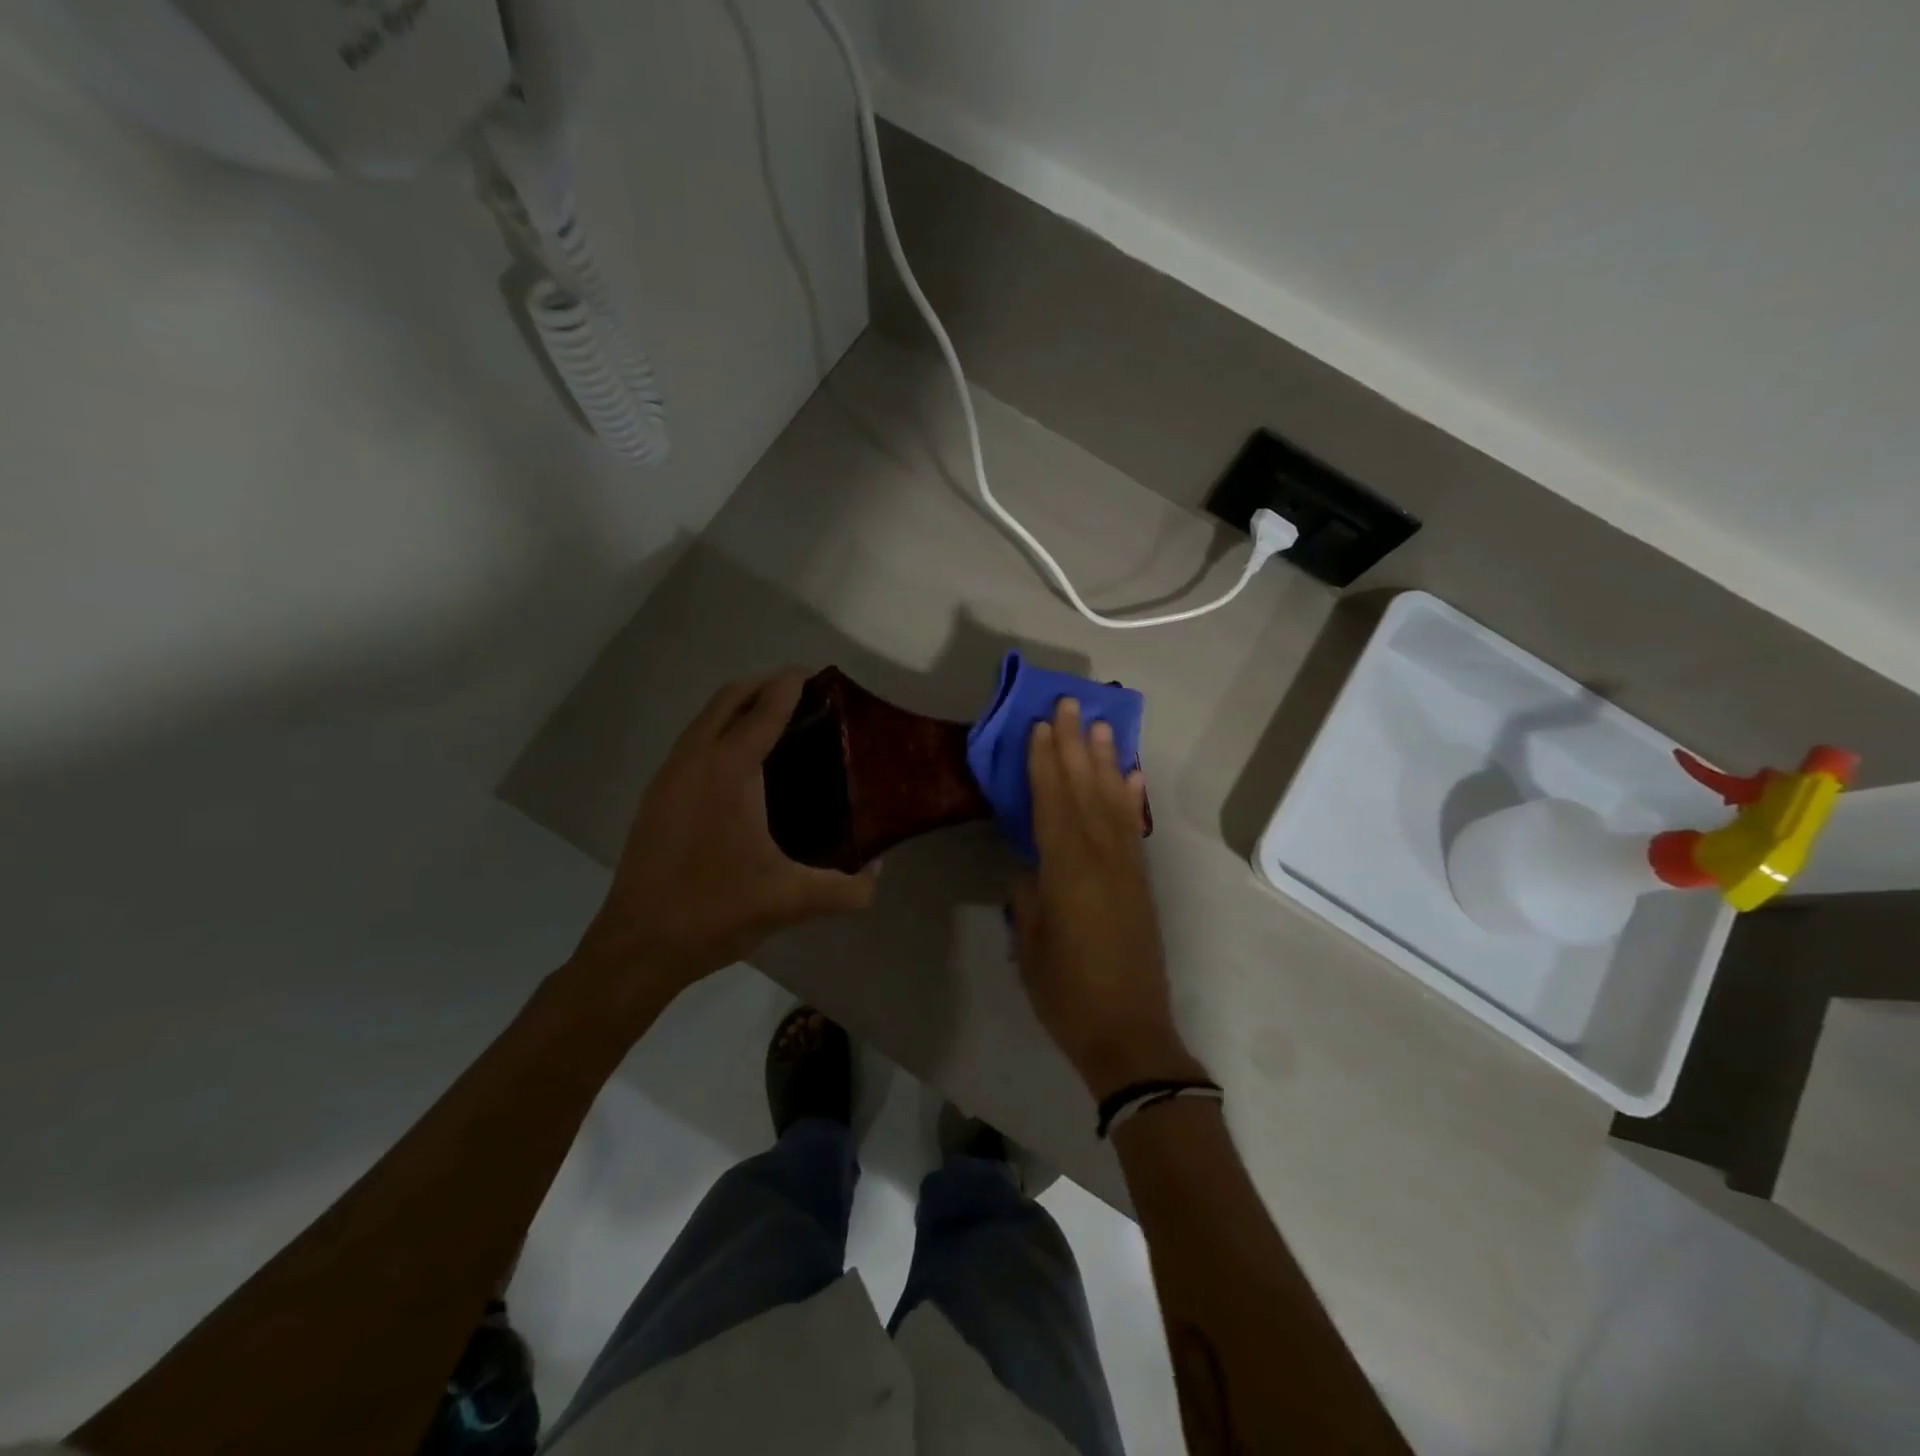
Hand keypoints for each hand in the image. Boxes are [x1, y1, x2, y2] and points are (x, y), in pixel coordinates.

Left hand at [568, 670, 877, 1019]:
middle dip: (763, 685)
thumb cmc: (715, 912)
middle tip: (801, 694)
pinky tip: (739, 766)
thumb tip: (878, 871)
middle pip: (728, 698)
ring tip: (774, 722)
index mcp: (729, 771)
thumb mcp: (792, 902)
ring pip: (704, 719)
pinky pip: (692, 743)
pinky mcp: (655, 797)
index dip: (790, 685)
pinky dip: (718, 732)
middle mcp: (694, 760)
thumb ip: (847, 889)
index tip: (815, 674)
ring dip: (737, 707)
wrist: (638, 945)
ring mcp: (668, 777)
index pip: (764, 709)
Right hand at [1012, 699, 1205, 1100]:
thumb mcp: (1030, 944)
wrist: (1129, 1033)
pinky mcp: (1141, 882)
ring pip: (1113, 801)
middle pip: (1085, 789)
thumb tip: (1031, 869)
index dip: (1045, 762)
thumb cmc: (1067, 993)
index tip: (1041, 724)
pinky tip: (1131, 776)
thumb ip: (1029, 896)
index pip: (1053, 802)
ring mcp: (1127, 867)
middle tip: (1072, 703)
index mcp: (1067, 870)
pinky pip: (1135, 828)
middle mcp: (1102, 857)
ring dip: (1106, 760)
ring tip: (1103, 725)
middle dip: (1077, 745)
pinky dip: (1132, 798)